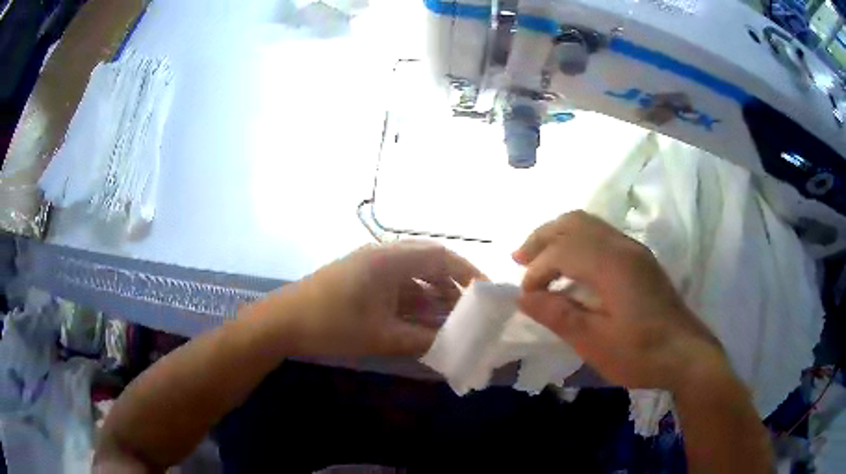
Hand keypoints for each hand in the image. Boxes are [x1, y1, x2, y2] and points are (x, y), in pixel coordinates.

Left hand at [275, 240, 482, 356]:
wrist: (282, 323)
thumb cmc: (331, 325)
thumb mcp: (381, 336)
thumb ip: (422, 341)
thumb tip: (455, 347)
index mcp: (389, 260)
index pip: (441, 256)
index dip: (467, 272)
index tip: (486, 293)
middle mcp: (382, 256)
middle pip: (429, 264)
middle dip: (452, 287)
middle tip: (470, 311)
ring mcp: (369, 268)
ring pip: (413, 276)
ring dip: (432, 296)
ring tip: (449, 321)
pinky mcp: (360, 280)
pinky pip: (397, 286)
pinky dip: (413, 302)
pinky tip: (420, 322)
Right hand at [514, 211, 726, 390]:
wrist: (687, 355)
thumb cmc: (641, 354)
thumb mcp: (595, 343)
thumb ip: (559, 316)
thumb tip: (525, 298)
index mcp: (613, 264)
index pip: (563, 249)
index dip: (538, 269)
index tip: (526, 296)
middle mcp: (623, 246)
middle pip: (575, 222)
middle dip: (543, 237)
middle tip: (520, 259)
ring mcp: (634, 250)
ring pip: (589, 224)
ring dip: (560, 236)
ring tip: (540, 260)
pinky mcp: (640, 260)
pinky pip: (601, 235)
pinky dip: (578, 242)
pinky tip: (572, 267)